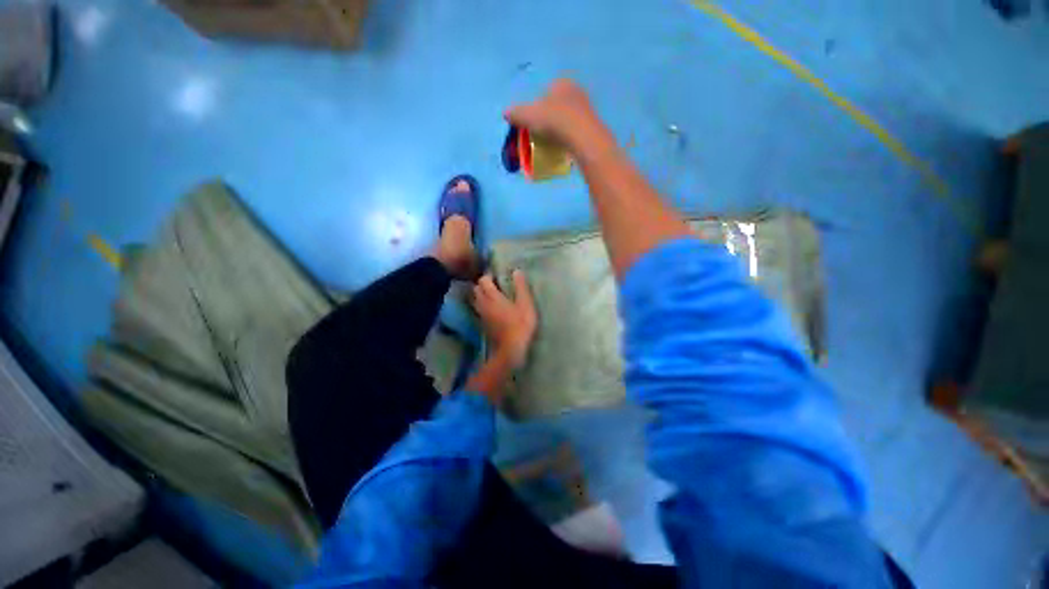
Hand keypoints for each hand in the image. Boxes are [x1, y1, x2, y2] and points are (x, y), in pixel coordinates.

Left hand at [472, 271, 536, 368]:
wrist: (510, 349)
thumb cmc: (520, 324)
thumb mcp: (525, 304)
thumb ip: (521, 287)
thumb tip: (516, 271)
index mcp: (492, 296)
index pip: (483, 280)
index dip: (490, 276)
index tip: (499, 277)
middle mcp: (483, 303)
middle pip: (476, 289)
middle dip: (483, 284)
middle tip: (495, 285)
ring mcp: (481, 315)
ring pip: (476, 300)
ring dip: (481, 295)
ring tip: (493, 296)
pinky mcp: (482, 324)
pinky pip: (478, 310)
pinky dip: (482, 305)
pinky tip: (492, 309)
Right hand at [505, 79, 610, 155]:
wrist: (582, 137)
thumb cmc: (553, 120)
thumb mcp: (528, 115)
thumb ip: (516, 113)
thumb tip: (506, 113)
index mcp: (560, 82)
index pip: (544, 93)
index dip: (535, 109)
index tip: (531, 125)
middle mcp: (576, 91)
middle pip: (556, 106)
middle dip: (547, 120)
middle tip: (540, 136)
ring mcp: (587, 108)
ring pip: (567, 119)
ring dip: (558, 130)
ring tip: (551, 144)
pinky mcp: (592, 126)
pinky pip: (575, 132)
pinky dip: (568, 138)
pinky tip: (563, 148)